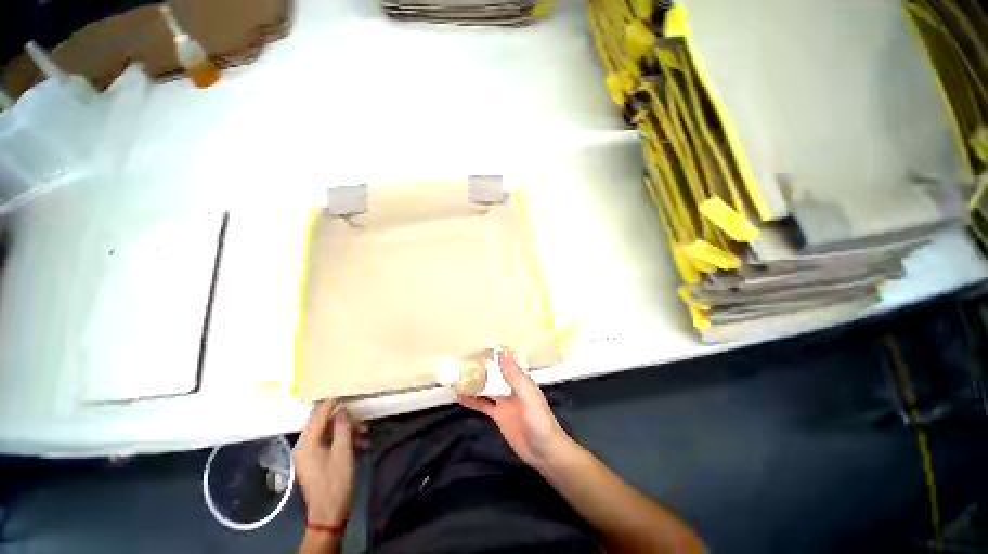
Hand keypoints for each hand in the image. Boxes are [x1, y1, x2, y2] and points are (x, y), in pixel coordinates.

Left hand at [294, 400, 364, 524]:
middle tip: (363, 421)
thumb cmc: (336, 481)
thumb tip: (342, 409)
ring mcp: (309, 454)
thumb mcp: (343, 452)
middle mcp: (304, 445)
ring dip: (347, 431)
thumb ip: (342, 427)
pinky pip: (329, 443)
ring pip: (329, 433)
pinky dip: (343, 441)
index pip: (318, 415)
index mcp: (306, 443)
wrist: (329, 513)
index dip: (332, 403)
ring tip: (365, 434)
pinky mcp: (315, 460)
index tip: (347, 393)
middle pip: (324, 423)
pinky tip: (360, 444)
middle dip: (345, 420)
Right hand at [458, 349, 571, 470]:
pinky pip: (483, 405)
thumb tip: (502, 353)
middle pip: (494, 374)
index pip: (506, 363)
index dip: (495, 355)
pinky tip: (461, 397)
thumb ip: (514, 376)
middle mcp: (511, 388)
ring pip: (487, 388)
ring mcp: (504, 402)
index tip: (480, 346)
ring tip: (459, 376)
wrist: (543, 452)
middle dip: (482, 367)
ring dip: (475, 383)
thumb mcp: (527, 395)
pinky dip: (473, 401)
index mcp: (521, 380)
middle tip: (463, 359)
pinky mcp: (498, 415)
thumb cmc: (539, 420)